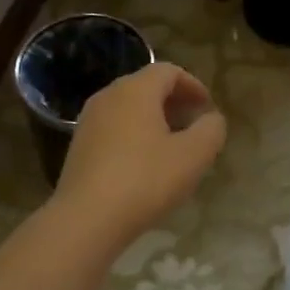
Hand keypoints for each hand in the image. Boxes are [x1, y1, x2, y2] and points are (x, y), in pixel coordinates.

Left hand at [52, 62, 226, 246]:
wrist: (87, 219)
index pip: (168, 71)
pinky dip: (134, 136)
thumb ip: (211, 130)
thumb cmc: (145, 180)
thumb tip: (211, 119)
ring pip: (127, 109)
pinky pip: (113, 130)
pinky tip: (145, 164)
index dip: (193, 85)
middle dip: (173, 102)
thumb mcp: (193, 156)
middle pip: (145, 87)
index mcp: (135, 90)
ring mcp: (88, 122)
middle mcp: (107, 97)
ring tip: (172, 146)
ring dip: (153, 120)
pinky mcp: (78, 147)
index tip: (207, 107)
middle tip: (193, 125)